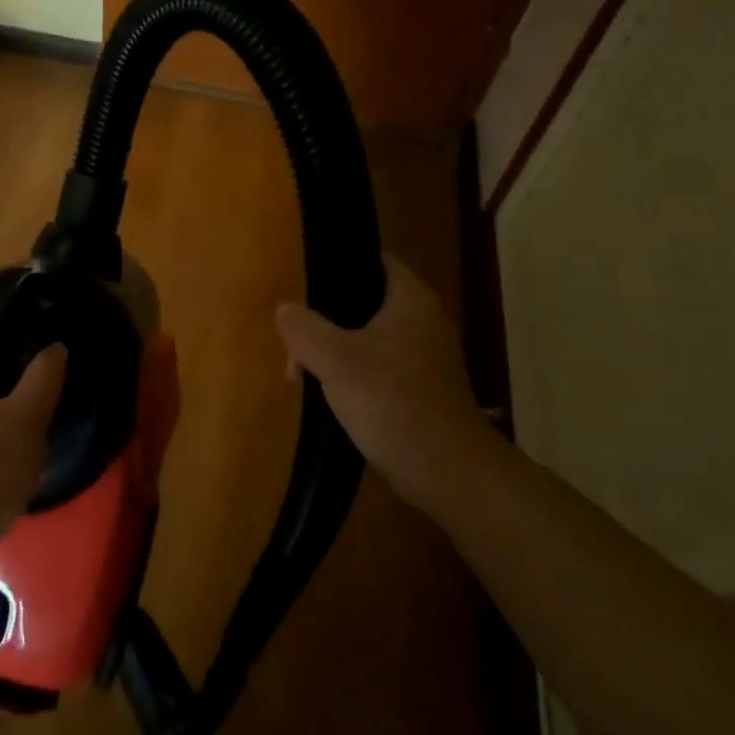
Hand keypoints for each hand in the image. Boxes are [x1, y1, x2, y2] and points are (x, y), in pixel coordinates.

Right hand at [275, 253, 491, 512]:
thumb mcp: (334, 359)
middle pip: (362, 302)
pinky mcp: (421, 389)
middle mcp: (422, 320)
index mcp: (410, 299)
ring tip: (304, 378)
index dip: (336, 266)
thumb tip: (286, 311)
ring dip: (333, 352)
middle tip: (295, 347)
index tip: (303, 287)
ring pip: (366, 338)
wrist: (448, 473)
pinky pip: (377, 367)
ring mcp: (424, 357)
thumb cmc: (392, 402)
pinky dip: (352, 376)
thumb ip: (303, 328)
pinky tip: (331, 398)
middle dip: (323, 321)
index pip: (371, 260)